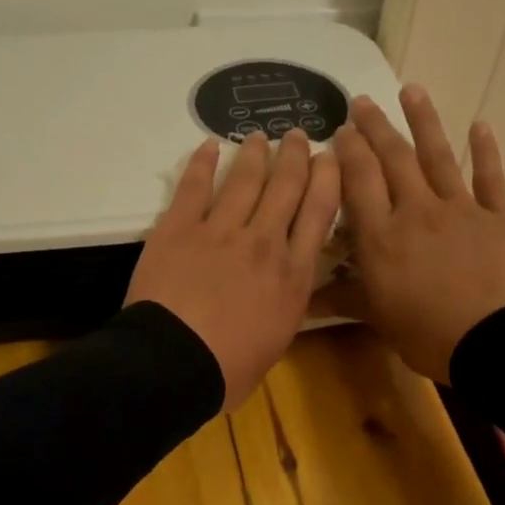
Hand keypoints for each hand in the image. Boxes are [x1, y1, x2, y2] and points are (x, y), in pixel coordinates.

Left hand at [127, 129, 340, 410]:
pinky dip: (201, 162)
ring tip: (261, 135)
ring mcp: (220, 231)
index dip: (327, 179)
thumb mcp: (278, 340)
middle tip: (299, 135)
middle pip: (287, 187)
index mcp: (293, 275)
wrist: (174, 364)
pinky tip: (208, 145)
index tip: (330, 158)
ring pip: (244, 179)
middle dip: (297, 156)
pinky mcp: (179, 228)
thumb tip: (287, 288)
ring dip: (255, 153)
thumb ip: (287, 304)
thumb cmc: (228, 369)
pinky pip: (193, 187)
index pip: (319, 213)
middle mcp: (264, 242)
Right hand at [327, 85, 504, 382]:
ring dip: (424, 121)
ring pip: (437, 157)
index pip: (359, 182)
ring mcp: (460, 209)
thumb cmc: (429, 334)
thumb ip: (343, 299)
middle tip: (362, 102)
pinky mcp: (498, 216)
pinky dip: (485, 150)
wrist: (497, 341)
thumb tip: (300, 298)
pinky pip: (490, 177)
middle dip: (376, 128)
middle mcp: (416, 212)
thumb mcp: (378, 319)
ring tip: (411, 90)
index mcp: (382, 237)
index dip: (349, 153)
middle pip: (393, 160)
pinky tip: (479, 124)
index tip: (341, 130)